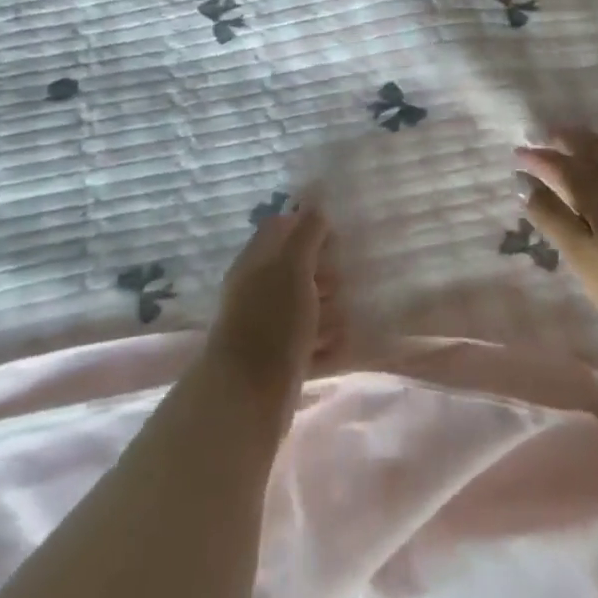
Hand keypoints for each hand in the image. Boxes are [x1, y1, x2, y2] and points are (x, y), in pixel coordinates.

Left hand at [205, 206, 338, 431]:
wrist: (246, 398)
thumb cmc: (272, 320)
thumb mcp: (293, 265)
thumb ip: (307, 231)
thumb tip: (317, 199)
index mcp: (256, 261)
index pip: (280, 228)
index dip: (308, 225)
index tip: (338, 232)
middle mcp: (258, 290)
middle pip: (295, 268)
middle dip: (324, 269)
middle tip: (349, 273)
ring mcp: (266, 327)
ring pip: (302, 306)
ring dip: (328, 307)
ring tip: (351, 309)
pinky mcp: (277, 361)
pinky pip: (307, 343)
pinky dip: (326, 342)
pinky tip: (345, 343)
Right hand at [518, 130, 597, 338]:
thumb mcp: (581, 257)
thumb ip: (550, 217)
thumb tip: (524, 184)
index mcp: (591, 188)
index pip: (556, 164)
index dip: (536, 157)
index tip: (519, 153)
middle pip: (586, 146)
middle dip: (563, 138)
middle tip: (546, 134)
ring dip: (590, 141)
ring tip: (578, 140)